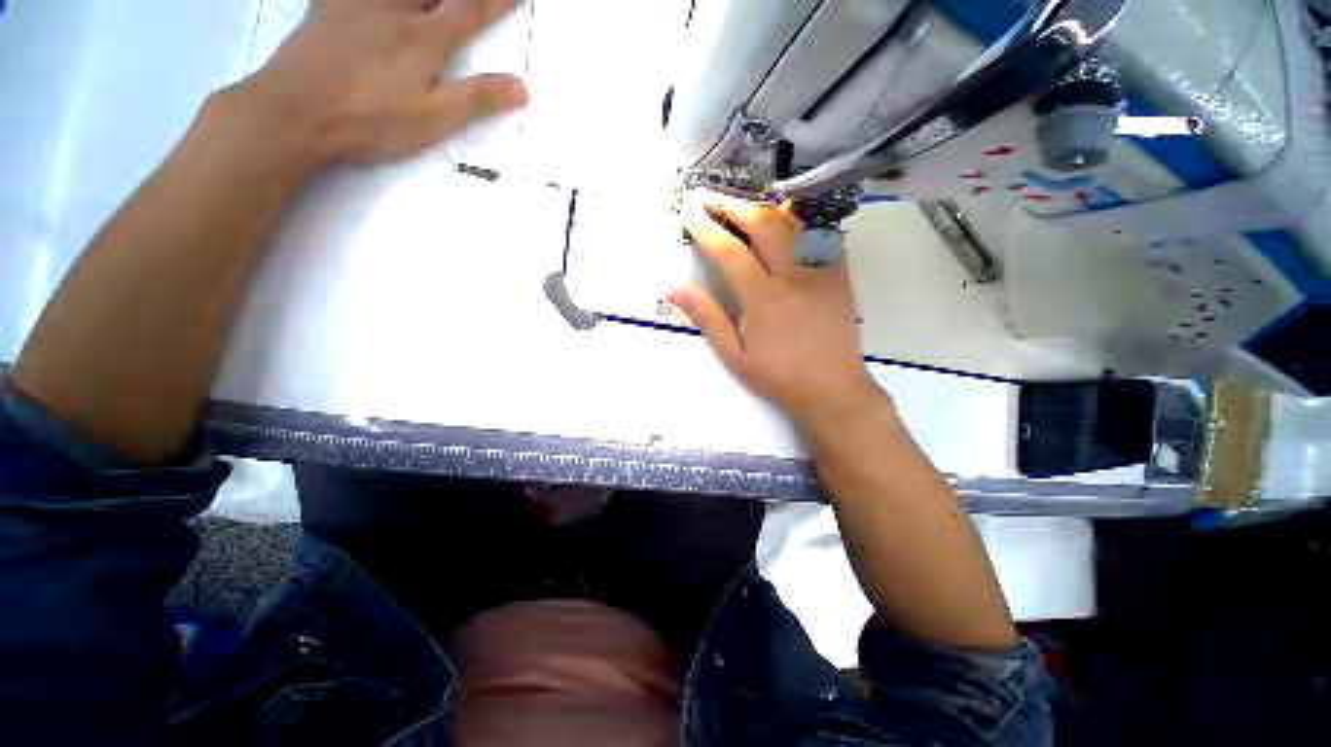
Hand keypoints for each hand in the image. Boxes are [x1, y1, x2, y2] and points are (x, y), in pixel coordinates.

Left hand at [231, 0, 528, 168]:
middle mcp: (396, 8)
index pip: (471, 10)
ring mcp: (358, 1)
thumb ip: (477, 100)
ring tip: (427, 0)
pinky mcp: (328, 5)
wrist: (294, 112)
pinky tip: (375, 1)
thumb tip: (523, 88)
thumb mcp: (434, 120)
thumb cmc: (371, 120)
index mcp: (426, 39)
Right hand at [670, 192, 880, 423]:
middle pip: (762, 224)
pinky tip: (781, 222)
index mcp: (763, 298)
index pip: (730, 251)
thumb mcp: (734, 355)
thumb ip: (707, 318)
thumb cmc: (778, 376)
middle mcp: (793, 275)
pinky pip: (817, 233)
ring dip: (762, 207)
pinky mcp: (839, 272)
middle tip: (710, 198)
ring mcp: (821, 270)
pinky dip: (795, 221)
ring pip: (792, 222)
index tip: (690, 215)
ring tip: (740, 204)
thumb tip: (674, 290)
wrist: (832, 388)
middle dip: (732, 205)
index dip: (706, 230)